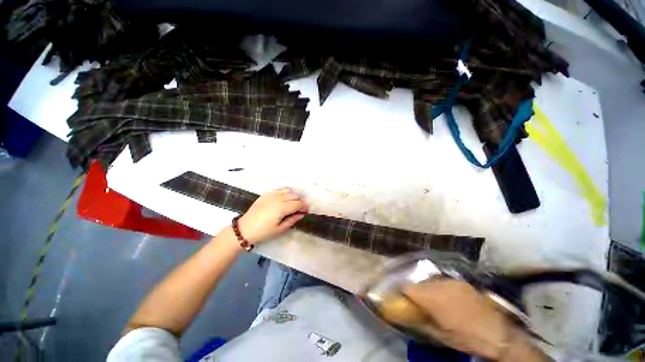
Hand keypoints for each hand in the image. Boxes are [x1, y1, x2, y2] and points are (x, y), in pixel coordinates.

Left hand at [238, 187, 307, 243]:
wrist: (244, 229)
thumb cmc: (263, 232)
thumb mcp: (280, 229)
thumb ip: (292, 220)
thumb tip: (302, 214)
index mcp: (282, 207)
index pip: (298, 204)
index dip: (304, 207)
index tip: (306, 212)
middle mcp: (278, 198)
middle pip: (295, 195)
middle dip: (300, 201)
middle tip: (301, 209)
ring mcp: (271, 194)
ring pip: (288, 190)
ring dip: (294, 195)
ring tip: (294, 203)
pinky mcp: (266, 194)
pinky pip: (279, 189)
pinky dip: (285, 192)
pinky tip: (285, 199)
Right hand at [401, 279, 515, 359]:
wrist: (497, 334)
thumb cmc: (464, 337)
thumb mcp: (438, 334)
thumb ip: (418, 319)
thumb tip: (403, 313)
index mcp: (432, 297)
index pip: (407, 287)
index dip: (402, 293)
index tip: (401, 299)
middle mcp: (439, 284)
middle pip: (418, 283)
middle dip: (416, 292)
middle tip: (419, 304)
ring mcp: (451, 281)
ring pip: (430, 281)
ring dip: (428, 289)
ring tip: (434, 302)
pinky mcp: (461, 282)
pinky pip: (443, 282)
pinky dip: (440, 288)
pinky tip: (447, 299)